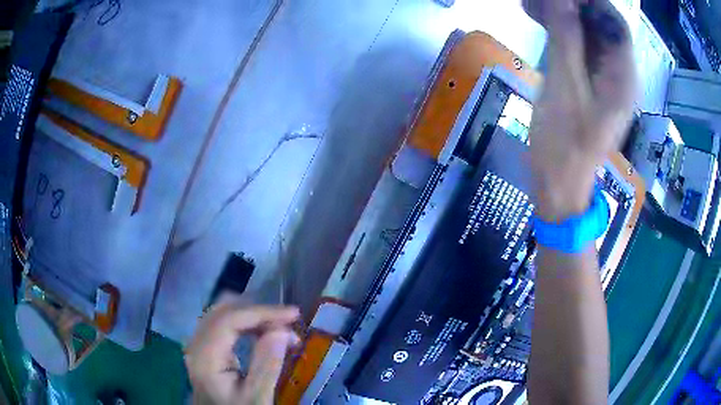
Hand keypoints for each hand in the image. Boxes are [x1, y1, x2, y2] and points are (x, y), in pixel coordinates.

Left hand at [185, 302, 299, 404]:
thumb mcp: (257, 397)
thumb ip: (267, 365)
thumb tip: (282, 330)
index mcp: (205, 357)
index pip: (229, 319)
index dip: (262, 312)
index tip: (293, 315)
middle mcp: (196, 344)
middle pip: (223, 310)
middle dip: (258, 312)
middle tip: (288, 323)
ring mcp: (198, 344)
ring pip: (223, 313)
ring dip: (252, 315)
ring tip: (279, 327)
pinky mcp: (204, 348)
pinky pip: (223, 324)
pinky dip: (245, 323)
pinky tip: (262, 332)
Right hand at [523, 0, 635, 220]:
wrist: (561, 183)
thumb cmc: (564, 143)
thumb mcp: (564, 86)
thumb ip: (566, 38)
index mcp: (622, 77)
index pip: (614, 23)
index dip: (591, 2)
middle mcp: (620, 75)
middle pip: (603, 27)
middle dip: (573, 6)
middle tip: (541, 1)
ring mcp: (607, 80)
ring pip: (590, 35)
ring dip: (564, 16)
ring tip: (532, 6)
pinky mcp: (593, 85)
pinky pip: (581, 49)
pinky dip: (562, 32)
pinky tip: (540, 22)